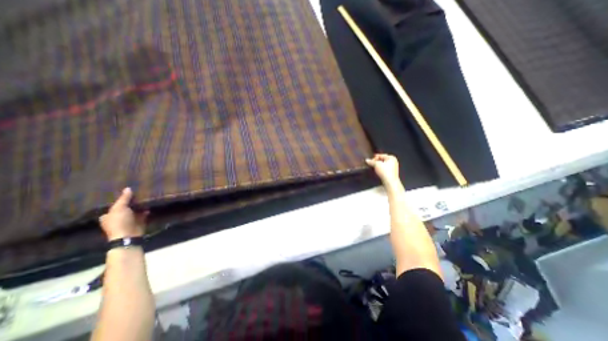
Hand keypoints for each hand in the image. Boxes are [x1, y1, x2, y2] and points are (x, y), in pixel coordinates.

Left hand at [101, 188, 147, 240]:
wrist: (129, 235)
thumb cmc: (119, 221)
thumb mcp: (119, 208)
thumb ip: (124, 198)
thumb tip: (128, 188)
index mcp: (107, 215)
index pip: (112, 206)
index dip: (118, 200)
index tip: (126, 193)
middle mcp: (117, 218)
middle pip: (124, 207)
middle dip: (131, 202)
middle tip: (138, 193)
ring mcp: (128, 220)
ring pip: (134, 210)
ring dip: (140, 205)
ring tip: (146, 197)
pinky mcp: (139, 221)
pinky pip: (143, 214)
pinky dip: (146, 210)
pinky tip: (150, 204)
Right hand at [365, 153, 399, 187]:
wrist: (390, 182)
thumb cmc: (385, 171)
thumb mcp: (376, 165)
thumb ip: (371, 161)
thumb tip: (366, 160)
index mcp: (391, 157)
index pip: (381, 155)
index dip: (375, 157)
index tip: (370, 160)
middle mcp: (393, 161)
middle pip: (382, 159)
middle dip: (376, 161)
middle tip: (371, 164)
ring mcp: (393, 167)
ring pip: (383, 164)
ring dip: (378, 166)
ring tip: (373, 167)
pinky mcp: (391, 173)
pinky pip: (384, 169)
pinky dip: (380, 169)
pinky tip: (377, 171)